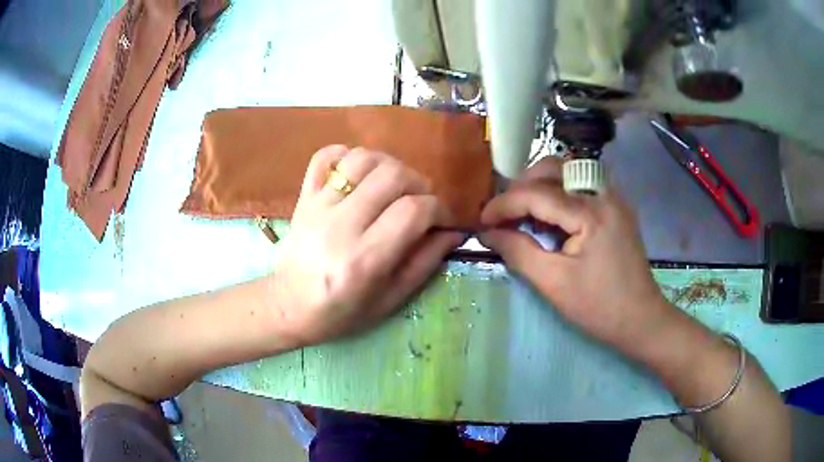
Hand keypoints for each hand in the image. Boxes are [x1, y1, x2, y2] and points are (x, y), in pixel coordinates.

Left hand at [268, 146, 463, 345]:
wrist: (289, 306)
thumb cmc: (342, 312)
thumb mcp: (390, 300)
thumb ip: (425, 263)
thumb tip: (454, 232)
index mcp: (364, 260)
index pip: (413, 211)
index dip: (439, 209)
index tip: (443, 220)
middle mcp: (340, 226)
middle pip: (392, 176)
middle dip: (419, 184)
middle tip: (421, 202)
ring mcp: (318, 206)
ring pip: (362, 159)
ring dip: (389, 166)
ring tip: (394, 187)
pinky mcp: (304, 197)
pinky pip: (325, 156)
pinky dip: (347, 155)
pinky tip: (360, 175)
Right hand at [479, 158, 677, 357]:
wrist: (641, 319)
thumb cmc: (598, 307)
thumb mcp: (553, 284)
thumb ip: (518, 252)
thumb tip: (487, 234)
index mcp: (590, 212)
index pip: (537, 194)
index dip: (504, 204)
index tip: (482, 221)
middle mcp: (604, 194)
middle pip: (554, 168)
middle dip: (522, 186)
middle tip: (504, 213)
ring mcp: (613, 198)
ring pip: (568, 172)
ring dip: (540, 186)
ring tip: (522, 213)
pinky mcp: (615, 208)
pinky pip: (580, 187)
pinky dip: (558, 194)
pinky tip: (549, 217)